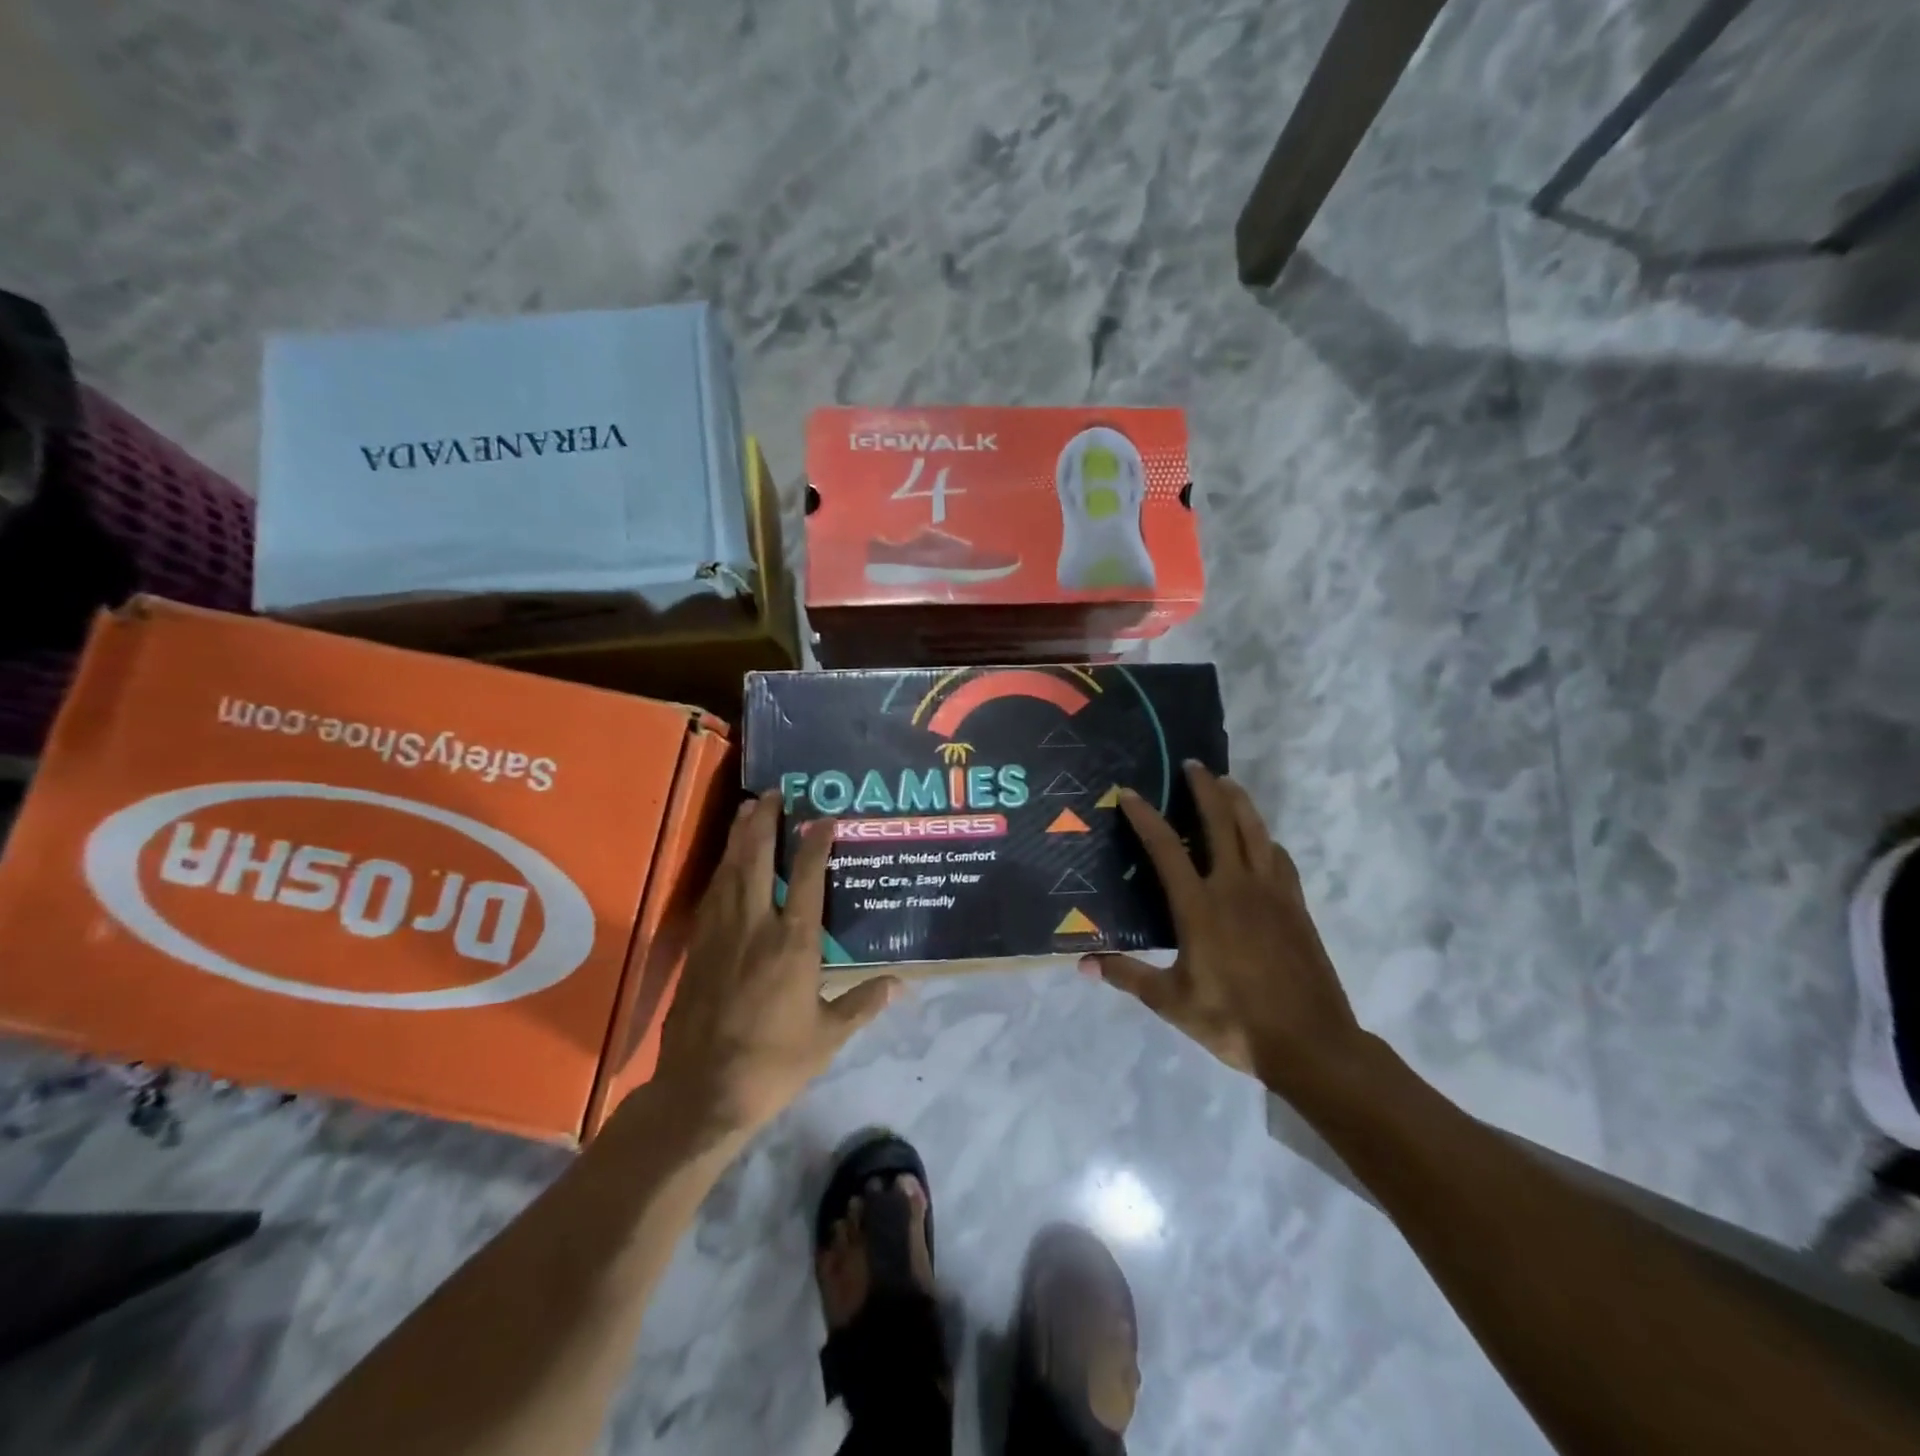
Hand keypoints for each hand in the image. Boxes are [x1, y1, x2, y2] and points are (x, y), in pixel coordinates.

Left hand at [654, 792, 899, 1136]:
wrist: (703, 1093)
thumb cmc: (774, 1063)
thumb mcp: (828, 1036)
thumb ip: (863, 1003)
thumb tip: (900, 984)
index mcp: (793, 943)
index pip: (806, 877)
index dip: (815, 842)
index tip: (823, 817)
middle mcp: (755, 926)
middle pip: (755, 859)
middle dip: (763, 821)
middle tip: (772, 793)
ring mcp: (720, 935)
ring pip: (728, 871)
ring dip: (738, 837)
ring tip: (746, 809)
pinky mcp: (698, 950)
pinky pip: (712, 896)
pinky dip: (722, 870)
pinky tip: (725, 864)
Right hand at [1086, 763, 1366, 1096]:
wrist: (1311, 1043)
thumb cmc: (1234, 1021)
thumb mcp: (1171, 1002)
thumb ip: (1127, 976)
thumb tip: (1084, 964)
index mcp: (1200, 907)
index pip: (1167, 848)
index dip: (1146, 816)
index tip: (1130, 792)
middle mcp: (1236, 887)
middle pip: (1220, 822)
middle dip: (1203, 788)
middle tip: (1191, 764)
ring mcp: (1272, 893)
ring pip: (1256, 831)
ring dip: (1239, 801)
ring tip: (1226, 782)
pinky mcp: (1296, 906)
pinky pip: (1279, 858)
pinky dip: (1265, 839)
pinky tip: (1262, 841)